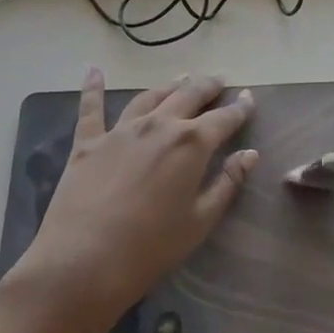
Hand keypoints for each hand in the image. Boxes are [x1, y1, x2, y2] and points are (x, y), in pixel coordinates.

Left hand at [0, 70, 256, 332]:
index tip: (248, 98)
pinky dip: (93, 88)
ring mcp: (120, 130)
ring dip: (168, 86)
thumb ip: (227, 183)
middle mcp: (158, 125)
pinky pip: (91, 108)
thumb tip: (250, 155)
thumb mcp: (200, 220)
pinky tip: (94, 71)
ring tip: (181, 78)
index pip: (223, 119)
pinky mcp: (88, 142)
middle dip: (207, 86)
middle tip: (219, 80)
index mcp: (191, 143)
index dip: (239, 108)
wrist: (83, 261)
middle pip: (188, 95)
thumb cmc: (151, 248)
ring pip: (149, 96)